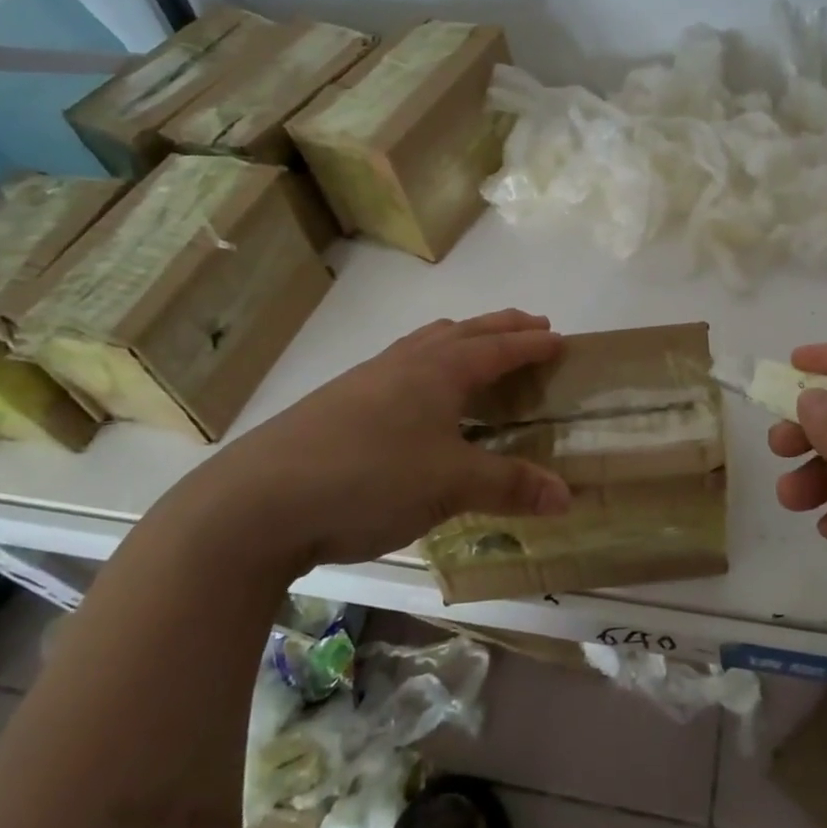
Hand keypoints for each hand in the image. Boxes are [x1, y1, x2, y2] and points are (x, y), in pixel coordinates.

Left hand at [172, 310, 571, 573]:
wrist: (258, 500)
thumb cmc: (370, 478)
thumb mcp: (450, 485)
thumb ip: (510, 486)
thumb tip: (568, 497)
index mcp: (440, 370)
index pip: (499, 347)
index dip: (533, 343)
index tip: (561, 338)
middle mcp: (406, 362)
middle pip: (465, 331)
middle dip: (503, 327)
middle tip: (532, 327)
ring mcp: (367, 378)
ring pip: (427, 343)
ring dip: (462, 339)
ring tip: (478, 350)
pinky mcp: (339, 402)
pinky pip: (401, 366)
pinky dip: (428, 364)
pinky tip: (419, 396)